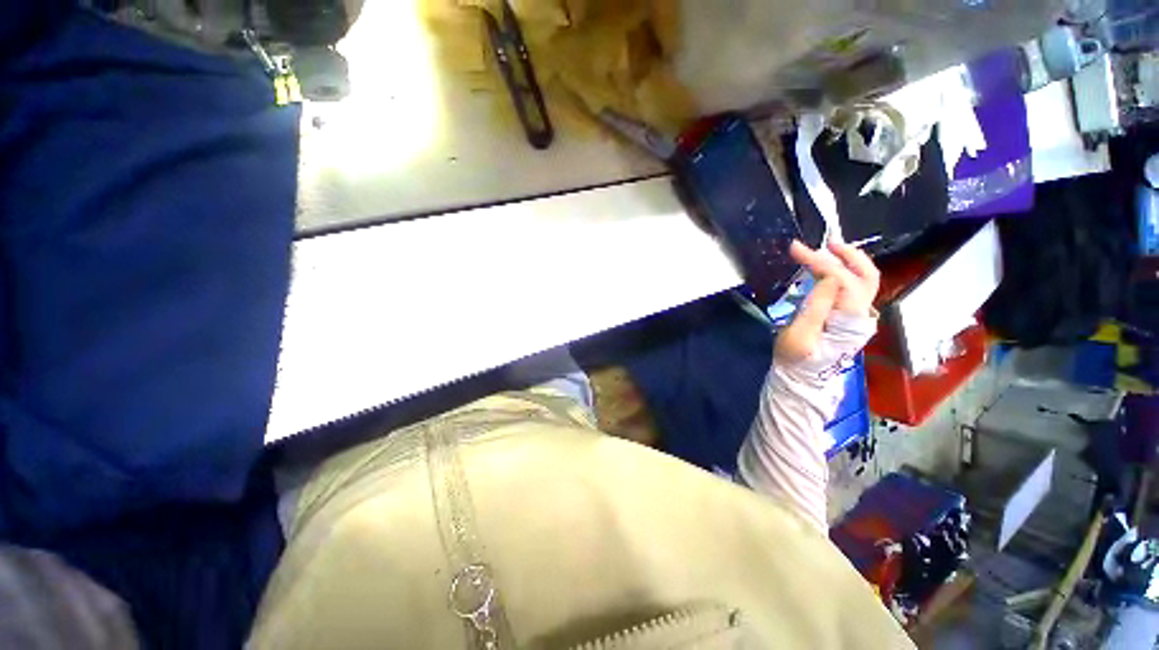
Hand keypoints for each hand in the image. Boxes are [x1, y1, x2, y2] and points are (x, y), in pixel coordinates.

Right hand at [775, 240, 879, 362]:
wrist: (802, 378)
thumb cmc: (796, 358)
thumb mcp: (800, 334)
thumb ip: (816, 306)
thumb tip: (828, 278)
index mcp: (848, 318)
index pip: (841, 279)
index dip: (820, 261)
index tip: (796, 249)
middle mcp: (860, 314)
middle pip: (867, 275)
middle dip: (849, 255)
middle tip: (826, 243)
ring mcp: (857, 316)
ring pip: (864, 280)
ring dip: (848, 262)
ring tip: (826, 251)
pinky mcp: (848, 318)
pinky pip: (853, 288)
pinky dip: (843, 272)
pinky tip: (828, 269)